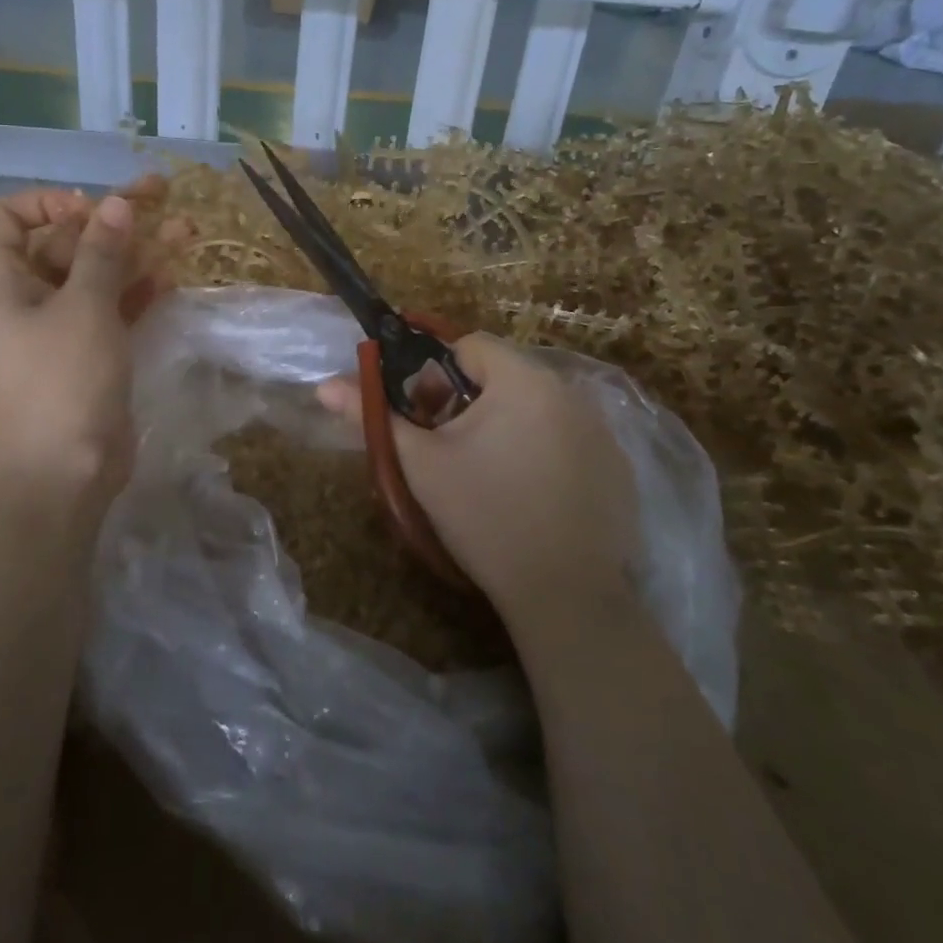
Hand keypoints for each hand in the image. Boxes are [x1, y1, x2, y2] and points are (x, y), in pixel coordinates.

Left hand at [0, 184, 179, 513]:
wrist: (66, 473)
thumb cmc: (63, 382)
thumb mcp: (84, 308)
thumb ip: (102, 253)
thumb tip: (116, 203)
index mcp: (7, 282)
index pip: (5, 218)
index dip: (44, 202)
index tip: (88, 210)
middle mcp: (30, 298)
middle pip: (65, 241)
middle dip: (112, 218)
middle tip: (161, 195)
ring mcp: (64, 327)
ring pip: (99, 274)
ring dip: (137, 251)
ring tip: (186, 230)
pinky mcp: (94, 352)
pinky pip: (116, 308)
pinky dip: (140, 290)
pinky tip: (173, 275)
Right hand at [319, 334, 638, 621]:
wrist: (565, 596)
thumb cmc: (484, 517)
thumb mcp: (421, 464)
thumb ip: (373, 416)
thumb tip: (324, 386)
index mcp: (524, 380)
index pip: (469, 346)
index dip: (435, 376)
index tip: (425, 419)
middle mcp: (571, 392)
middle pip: (503, 375)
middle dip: (469, 402)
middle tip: (450, 451)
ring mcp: (602, 430)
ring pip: (535, 407)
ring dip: (505, 425)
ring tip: (488, 476)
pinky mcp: (618, 466)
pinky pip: (567, 437)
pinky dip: (543, 450)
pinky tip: (531, 496)